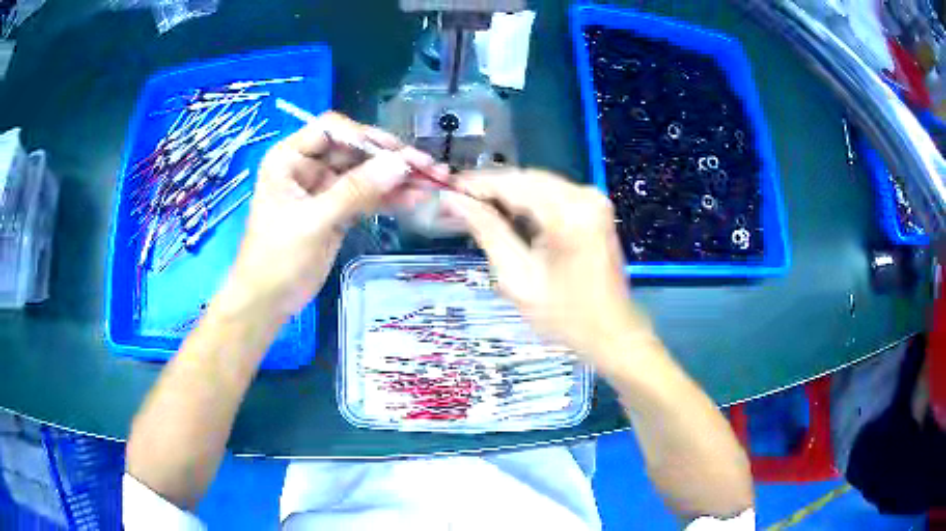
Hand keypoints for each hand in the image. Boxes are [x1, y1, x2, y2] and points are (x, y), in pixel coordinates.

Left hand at [221, 112, 444, 316]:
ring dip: (396, 178)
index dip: (364, 136)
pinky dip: (389, 198)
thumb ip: (355, 191)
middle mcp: (308, 166)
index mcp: (290, 158)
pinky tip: (415, 199)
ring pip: (365, 173)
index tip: (395, 153)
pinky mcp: (338, 210)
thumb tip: (400, 164)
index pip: (331, 129)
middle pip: (354, 150)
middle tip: (427, 167)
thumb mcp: (313, 221)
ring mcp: (325, 189)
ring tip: (431, 183)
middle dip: (389, 158)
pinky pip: (367, 197)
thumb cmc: (277, 258)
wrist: (268, 302)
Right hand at [444, 169, 652, 365]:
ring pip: (538, 182)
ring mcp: (593, 198)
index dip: (475, 184)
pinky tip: (509, 215)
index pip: (511, 183)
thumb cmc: (565, 316)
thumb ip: (487, 232)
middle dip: (490, 188)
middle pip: (525, 178)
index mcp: (567, 214)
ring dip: (508, 193)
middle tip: (458, 204)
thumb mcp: (518, 278)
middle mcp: (584, 195)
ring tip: (477, 210)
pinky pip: (553, 192)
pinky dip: (528, 200)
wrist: (612, 330)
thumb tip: (455, 201)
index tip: (446, 190)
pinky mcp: (595, 206)